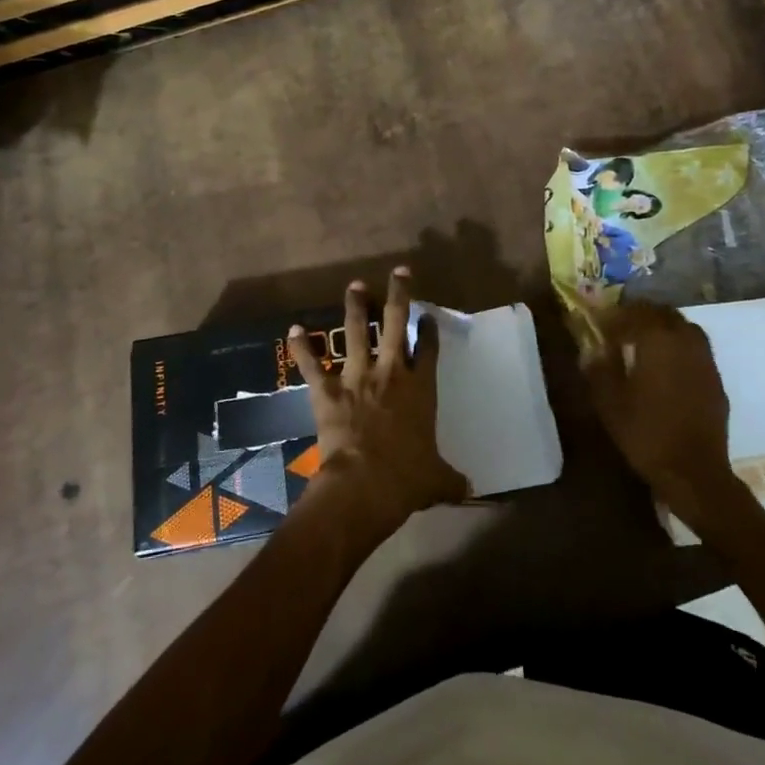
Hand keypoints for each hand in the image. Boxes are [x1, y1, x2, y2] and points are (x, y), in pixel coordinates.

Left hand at [288, 268, 467, 532]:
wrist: (365, 484)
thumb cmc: (407, 479)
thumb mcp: (437, 481)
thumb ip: (452, 480)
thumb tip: (470, 491)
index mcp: (420, 389)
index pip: (427, 350)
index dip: (428, 330)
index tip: (428, 315)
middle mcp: (390, 373)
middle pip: (395, 324)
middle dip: (399, 295)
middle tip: (399, 272)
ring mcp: (357, 377)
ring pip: (356, 333)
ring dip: (355, 308)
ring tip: (355, 286)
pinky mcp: (327, 390)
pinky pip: (312, 364)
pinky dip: (302, 348)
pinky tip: (294, 329)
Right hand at [581, 302, 737, 519]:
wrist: (693, 471)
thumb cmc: (646, 432)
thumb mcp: (609, 402)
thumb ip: (600, 369)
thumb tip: (593, 349)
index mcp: (658, 340)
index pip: (637, 311)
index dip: (616, 315)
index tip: (601, 324)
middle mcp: (685, 341)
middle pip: (665, 313)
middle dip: (642, 315)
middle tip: (622, 328)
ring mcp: (705, 360)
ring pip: (685, 328)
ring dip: (664, 328)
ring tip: (645, 344)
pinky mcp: (716, 380)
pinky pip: (696, 350)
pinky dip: (680, 348)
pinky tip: (667, 368)